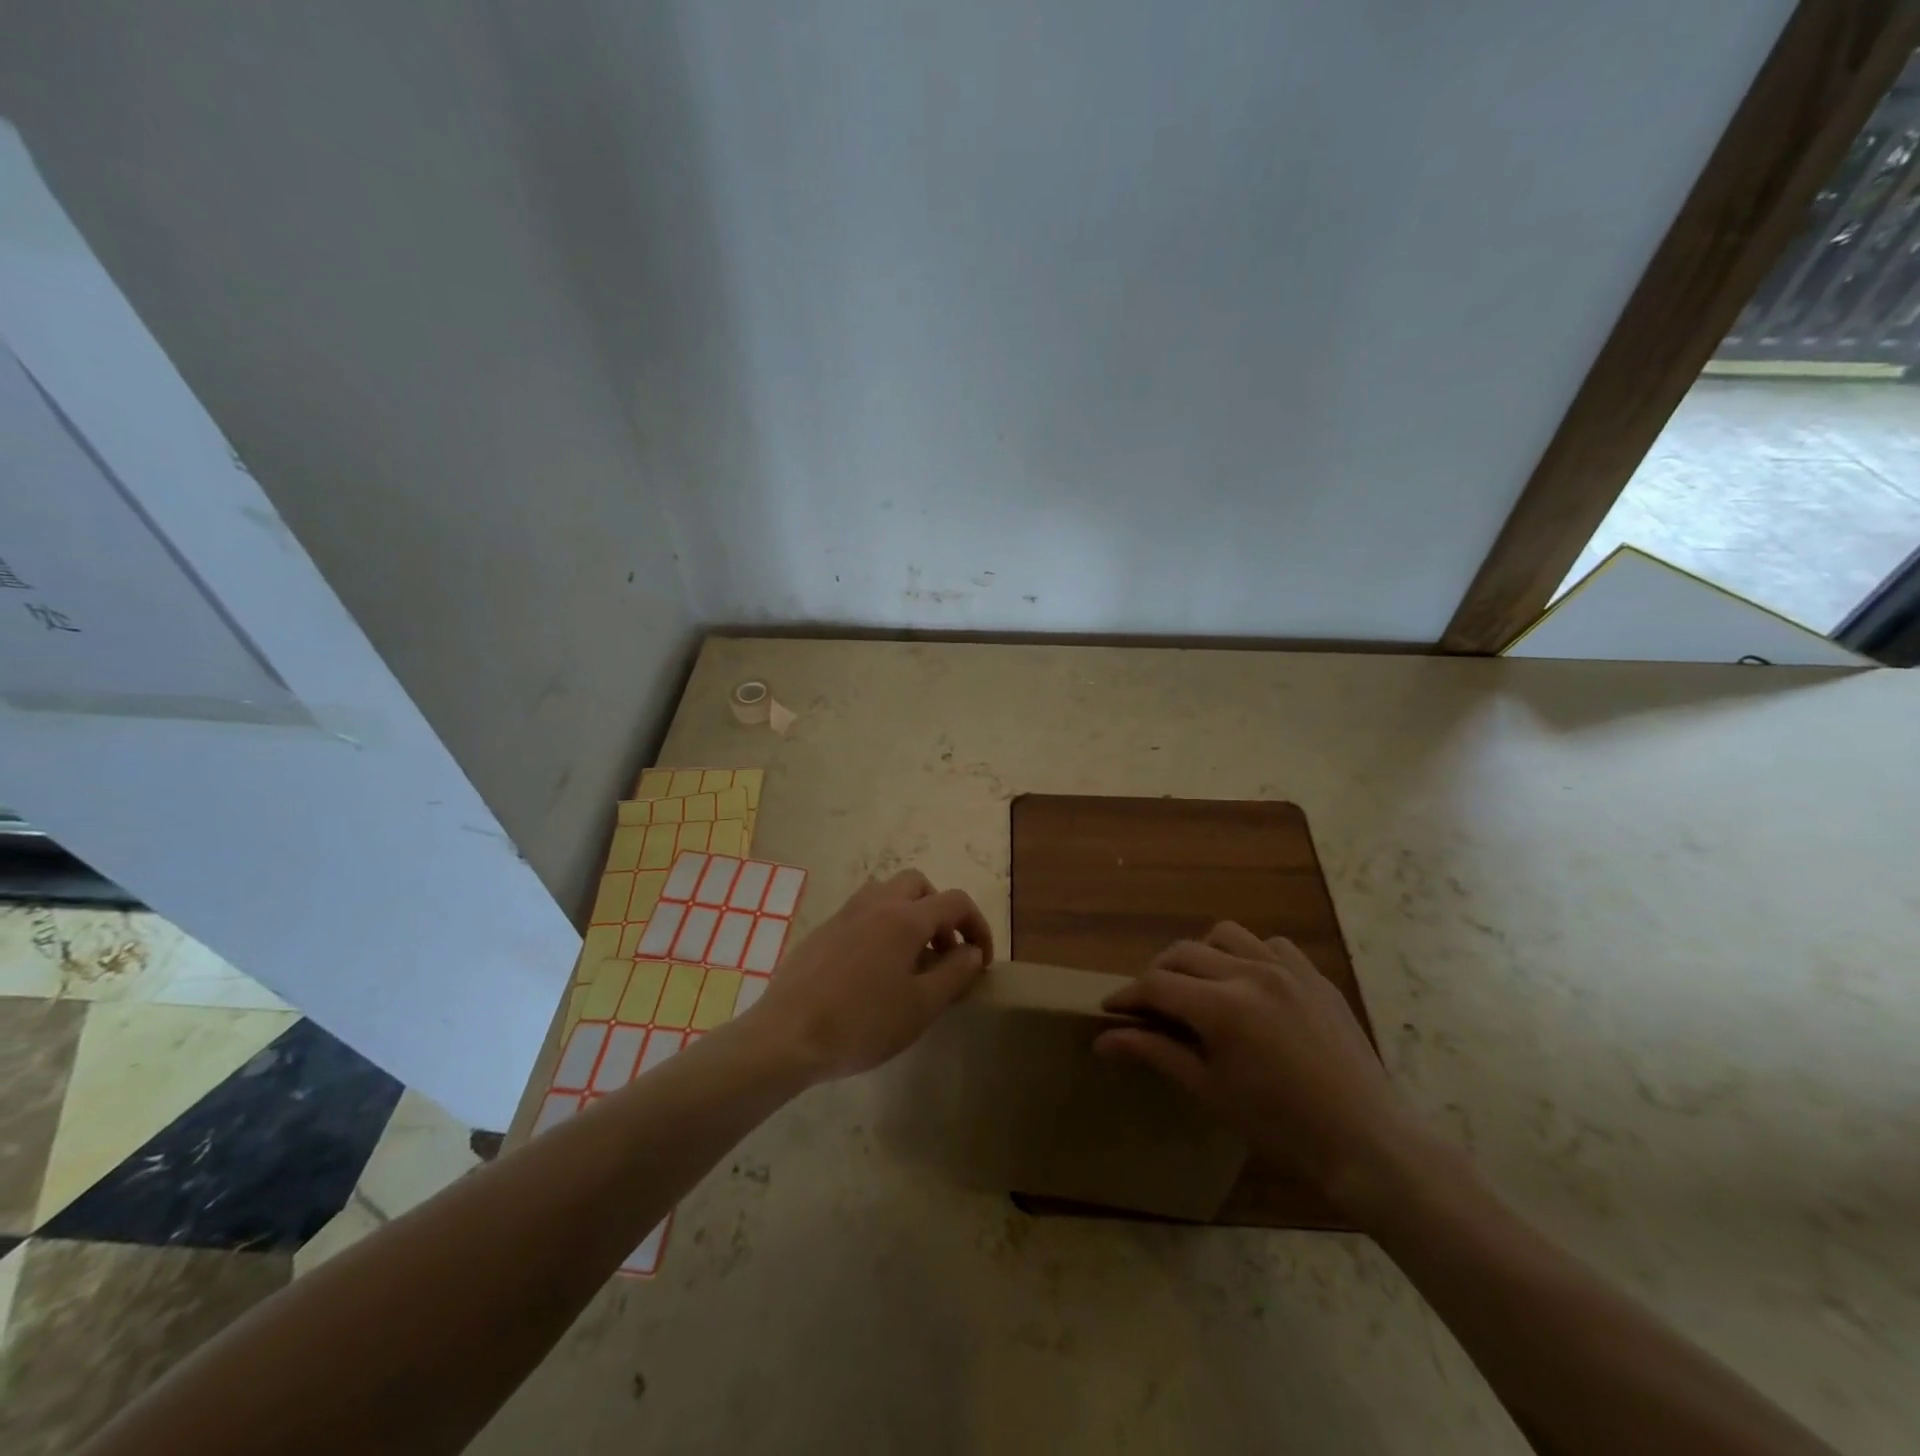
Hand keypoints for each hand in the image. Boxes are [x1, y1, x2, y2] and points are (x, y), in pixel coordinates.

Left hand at [737, 870, 993, 1083]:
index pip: (956, 902)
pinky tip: (874, 970)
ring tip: (911, 959)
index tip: (980, 961)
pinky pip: (862, 913)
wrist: (787, 1035)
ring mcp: (844, 914)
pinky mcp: (822, 930)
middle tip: (944, 952)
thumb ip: (955, 974)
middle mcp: (876, 903)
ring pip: (887, 893)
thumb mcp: (921, 1006)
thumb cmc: (862, 1023)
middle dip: (940, 912)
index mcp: (905, 918)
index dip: (977, 926)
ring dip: (909, 914)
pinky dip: (881, 926)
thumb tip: (972, 952)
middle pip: (919, 885)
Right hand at [1096, 923, 1437, 1216]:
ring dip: (1201, 954)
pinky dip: (1249, 955)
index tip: (1110, 1008)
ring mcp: (1287, 969)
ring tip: (1198, 985)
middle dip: (1157, 974)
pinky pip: (1271, 945)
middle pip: (1183, 952)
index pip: (1156, 984)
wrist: (1366, 1141)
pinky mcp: (1314, 976)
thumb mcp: (1209, 1090)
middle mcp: (1250, 973)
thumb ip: (1155, 1053)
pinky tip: (1249, 984)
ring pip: (1225, 934)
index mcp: (1221, 1007)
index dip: (1127, 995)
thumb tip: (1102, 1040)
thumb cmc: (1280, 1127)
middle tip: (1149, 1003)